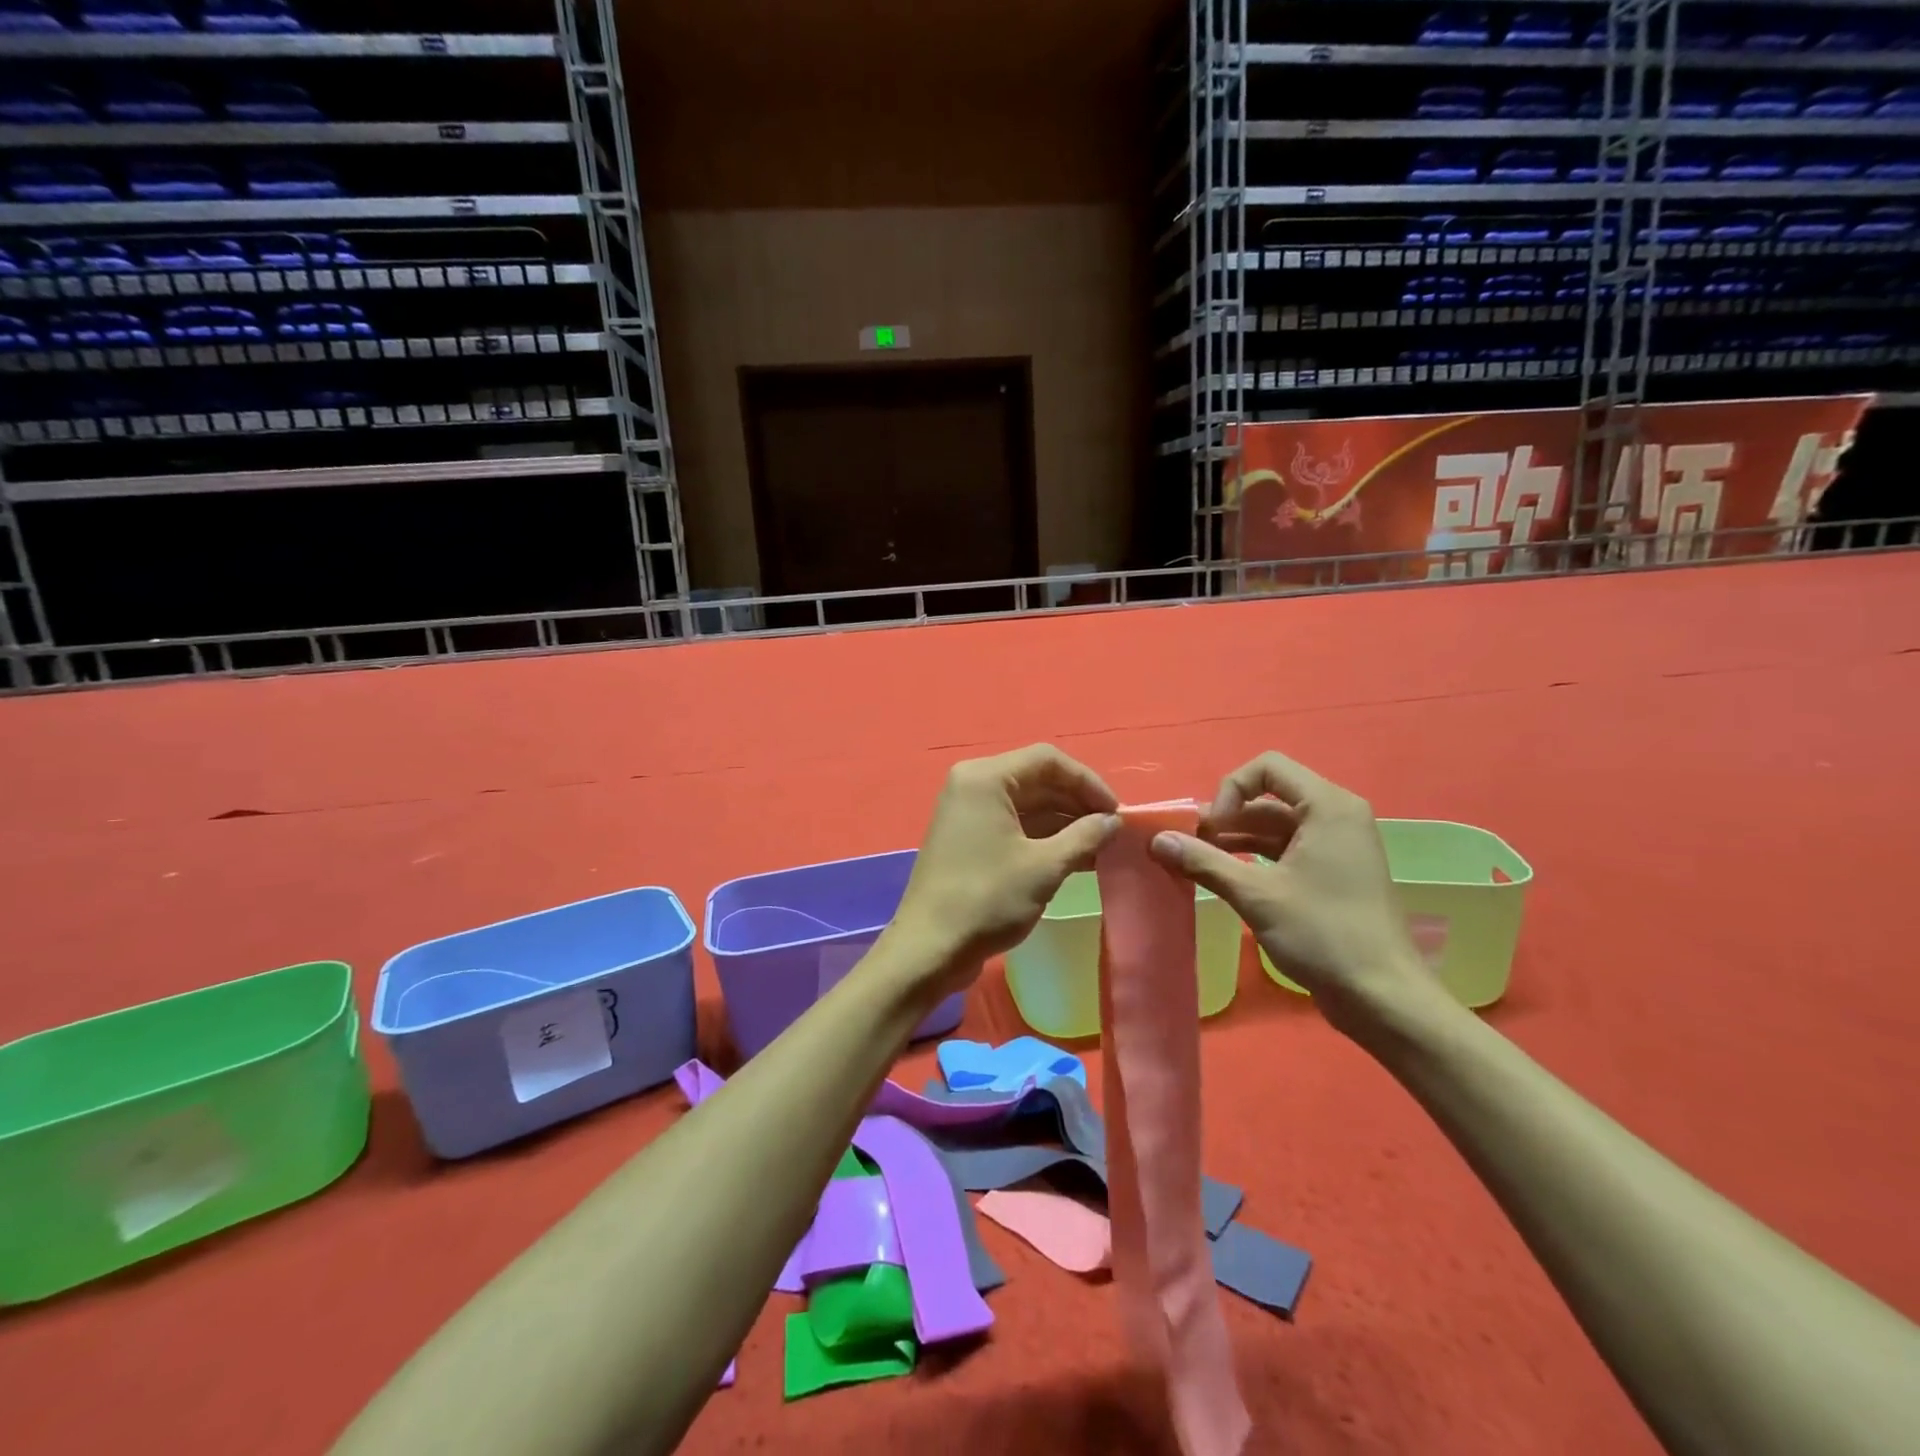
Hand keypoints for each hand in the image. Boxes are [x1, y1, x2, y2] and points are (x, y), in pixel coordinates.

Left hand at [887, 745, 1119, 996]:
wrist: (930, 948)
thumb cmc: (987, 899)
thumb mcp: (1045, 866)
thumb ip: (1085, 836)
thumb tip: (1113, 821)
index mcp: (985, 778)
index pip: (1048, 760)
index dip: (1088, 782)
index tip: (1116, 812)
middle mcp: (973, 785)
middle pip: (1037, 779)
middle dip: (1077, 803)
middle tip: (1112, 831)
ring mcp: (968, 813)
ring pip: (1027, 805)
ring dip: (1064, 823)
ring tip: (1101, 848)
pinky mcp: (968, 839)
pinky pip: (1013, 825)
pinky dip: (1044, 838)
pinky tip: (1076, 858)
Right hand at [1148, 751, 1444, 1038]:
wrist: (1383, 997)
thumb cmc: (1323, 934)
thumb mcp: (1256, 895)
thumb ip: (1204, 861)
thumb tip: (1156, 840)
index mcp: (1327, 807)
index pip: (1267, 767)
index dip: (1230, 790)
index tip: (1211, 829)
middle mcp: (1335, 816)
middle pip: (1268, 797)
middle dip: (1225, 817)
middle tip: (1190, 847)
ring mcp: (1336, 846)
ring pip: (1274, 825)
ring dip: (1235, 839)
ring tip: (1197, 862)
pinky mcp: (1332, 873)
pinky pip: (1285, 849)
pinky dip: (1254, 857)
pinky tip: (1224, 876)